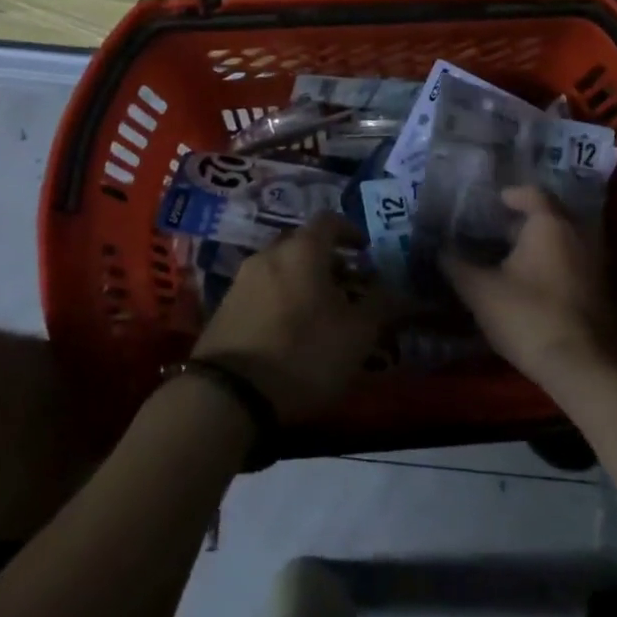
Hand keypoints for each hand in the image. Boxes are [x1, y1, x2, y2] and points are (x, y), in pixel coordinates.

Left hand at [192, 214, 388, 422]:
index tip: (365, 250)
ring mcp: (241, 281)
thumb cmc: (303, 354)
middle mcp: (269, 254)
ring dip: (301, 280)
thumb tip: (393, 289)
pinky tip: (289, 330)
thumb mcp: (357, 335)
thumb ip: (380, 305)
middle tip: (345, 285)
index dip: (350, 231)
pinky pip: (260, 291)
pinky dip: (279, 299)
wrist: (228, 396)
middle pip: (302, 243)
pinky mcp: (223, 309)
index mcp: (303, 250)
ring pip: (279, 268)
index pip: (329, 220)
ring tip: (319, 312)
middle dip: (326, 259)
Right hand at [442, 186, 616, 393]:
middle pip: (550, 216)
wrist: (585, 368)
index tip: (493, 203)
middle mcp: (579, 233)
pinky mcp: (603, 291)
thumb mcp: (481, 291)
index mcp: (550, 223)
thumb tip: (440, 249)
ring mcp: (596, 262)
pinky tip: (533, 285)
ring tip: (511, 260)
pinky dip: (555, 265)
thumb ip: (457, 265)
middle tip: (498, 232)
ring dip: (540, 246)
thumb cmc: (529, 316)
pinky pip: (574, 263)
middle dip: (525, 222)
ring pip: (564, 241)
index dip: (511, 195)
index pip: (531, 194)